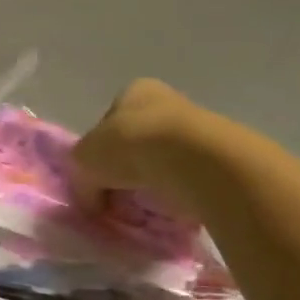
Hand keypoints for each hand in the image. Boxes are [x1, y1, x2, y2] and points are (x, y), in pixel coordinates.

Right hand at [71, 79, 209, 217]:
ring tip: (142, 207)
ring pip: (161, 162)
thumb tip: (91, 199)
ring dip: (150, 184)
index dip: (98, 153)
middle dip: (125, 171)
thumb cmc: (128, 146)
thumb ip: (82, 177)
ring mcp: (195, 128)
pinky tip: (166, 206)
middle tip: (116, 197)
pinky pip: (185, 180)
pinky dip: (174, 194)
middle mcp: (166, 102)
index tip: (97, 179)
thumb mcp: (83, 161)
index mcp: (133, 92)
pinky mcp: (217, 158)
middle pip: (136, 143)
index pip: (108, 123)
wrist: (190, 161)